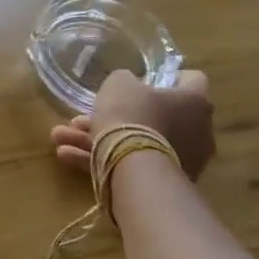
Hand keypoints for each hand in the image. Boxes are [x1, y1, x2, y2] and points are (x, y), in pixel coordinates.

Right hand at [50, 69, 215, 181]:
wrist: (135, 169)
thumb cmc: (133, 116)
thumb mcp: (119, 84)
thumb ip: (126, 81)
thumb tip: (131, 87)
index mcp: (194, 101)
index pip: (193, 79)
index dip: (170, 76)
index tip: (146, 79)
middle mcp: (197, 130)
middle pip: (154, 116)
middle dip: (116, 115)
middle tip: (84, 116)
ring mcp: (183, 159)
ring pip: (135, 142)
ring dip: (98, 138)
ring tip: (62, 138)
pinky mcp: (165, 183)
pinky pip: (131, 164)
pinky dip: (102, 158)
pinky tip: (67, 156)